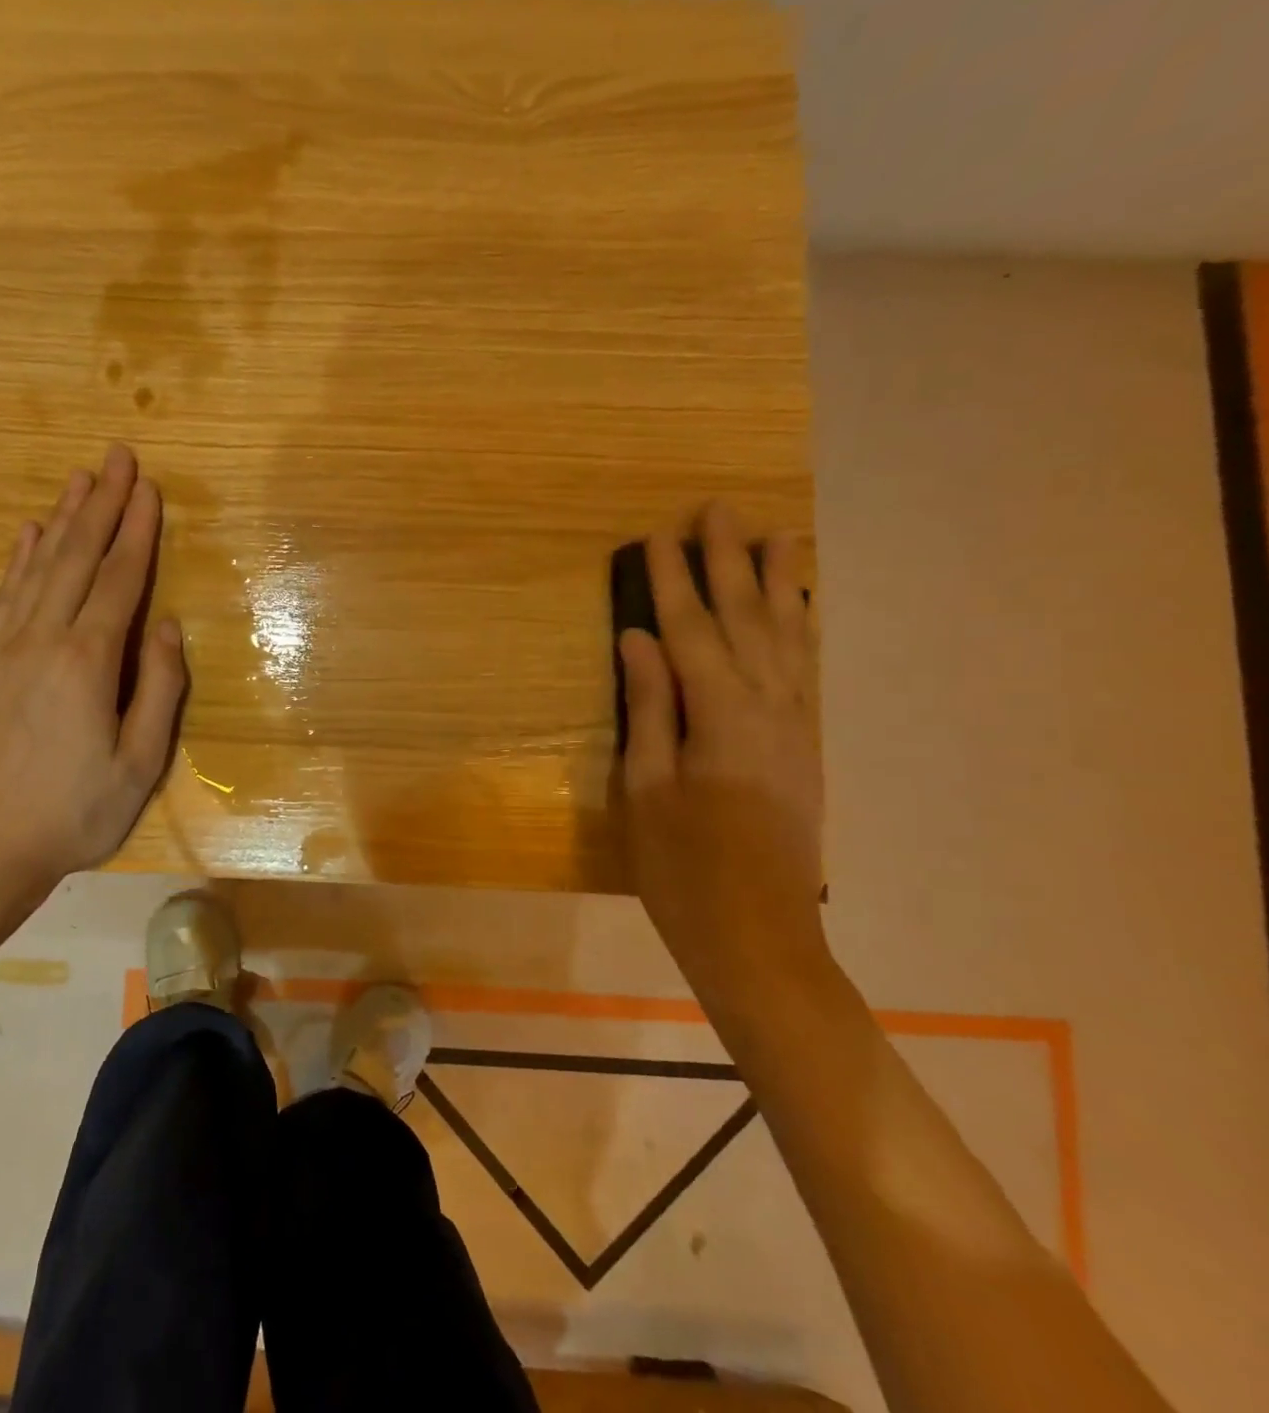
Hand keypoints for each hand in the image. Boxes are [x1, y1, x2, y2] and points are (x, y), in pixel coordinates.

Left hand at [0, 445, 186, 886]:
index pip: (119, 581)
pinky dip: (17, 559)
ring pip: (35, 568)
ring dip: (60, 520)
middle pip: (75, 558)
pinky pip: (1, 597)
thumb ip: (159, 690)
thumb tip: (167, 627)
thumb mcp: (140, 764)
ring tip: (79, 480)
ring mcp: (1, 649)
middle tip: (117, 458)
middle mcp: (41, 641)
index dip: (137, 532)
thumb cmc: (76, 813)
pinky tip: (27, 534)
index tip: (149, 489)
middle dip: (101, 505)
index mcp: (87, 663)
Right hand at [618, 503, 827, 992]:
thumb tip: (639, 641)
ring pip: (788, 637)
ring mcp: (796, 726)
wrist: (759, 937)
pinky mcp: (806, 745)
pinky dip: (803, 628)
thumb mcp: (645, 790)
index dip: (672, 581)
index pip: (691, 631)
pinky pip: (807, 668)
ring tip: (777, 535)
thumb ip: (648, 709)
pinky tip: (799, 608)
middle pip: (747, 619)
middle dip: (729, 562)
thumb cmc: (682, 869)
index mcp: (720, 718)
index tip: (657, 535)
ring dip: (779, 582)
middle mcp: (770, 708)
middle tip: (718, 510)